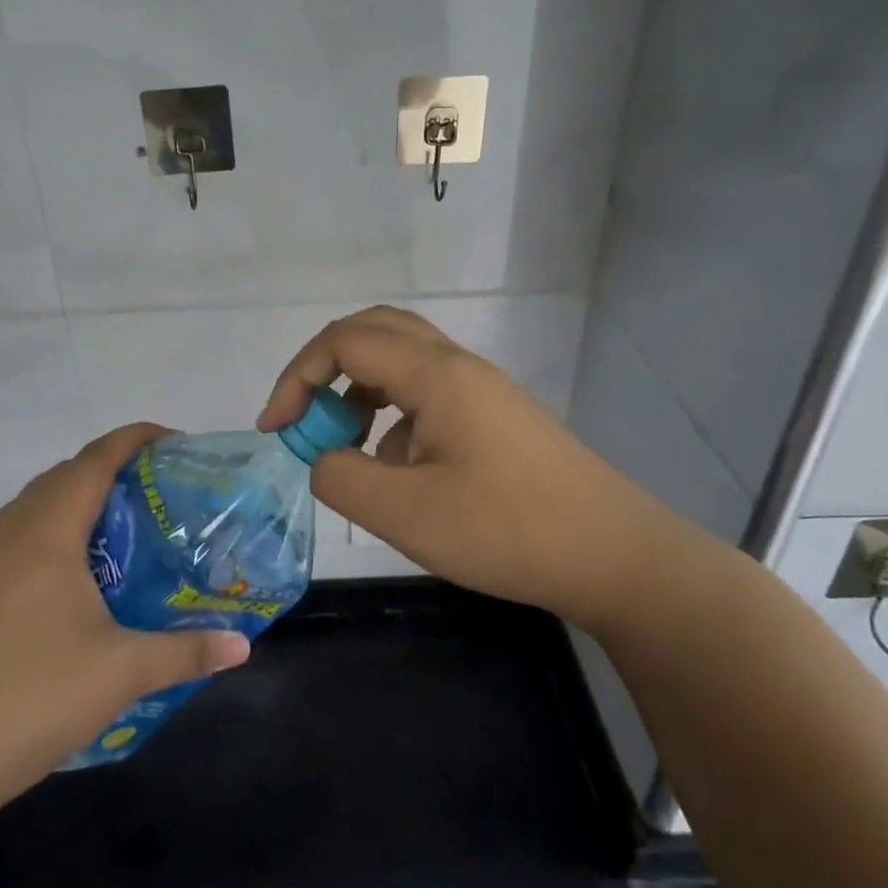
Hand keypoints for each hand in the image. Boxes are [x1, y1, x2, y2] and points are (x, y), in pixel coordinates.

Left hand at [0, 424, 251, 816]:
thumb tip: (243, 645)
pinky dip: (55, 531)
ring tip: (125, 526)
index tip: (175, 442)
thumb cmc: (33, 698)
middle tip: (160, 489)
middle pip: (64, 475)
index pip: (94, 460)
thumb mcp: (122, 672)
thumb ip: (187, 651)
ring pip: (36, 505)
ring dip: (79, 499)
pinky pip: (19, 536)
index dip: (135, 439)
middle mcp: (9, 534)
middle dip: (112, 467)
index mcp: (45, 533)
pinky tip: (78, 575)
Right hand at [257, 306, 689, 629]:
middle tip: (303, 418)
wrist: (612, 555)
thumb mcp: (406, 513)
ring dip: (359, 392)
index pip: (345, 341)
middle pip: (375, 332)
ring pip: (400, 363)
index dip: (297, 377)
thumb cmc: (507, 530)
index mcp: (436, 374)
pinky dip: (392, 418)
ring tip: (346, 448)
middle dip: (325, 368)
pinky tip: (397, 472)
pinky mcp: (492, 419)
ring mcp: (480, 391)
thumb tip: (322, 458)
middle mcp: (458, 367)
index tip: (275, 430)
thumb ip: (341, 477)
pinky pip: (426, 397)